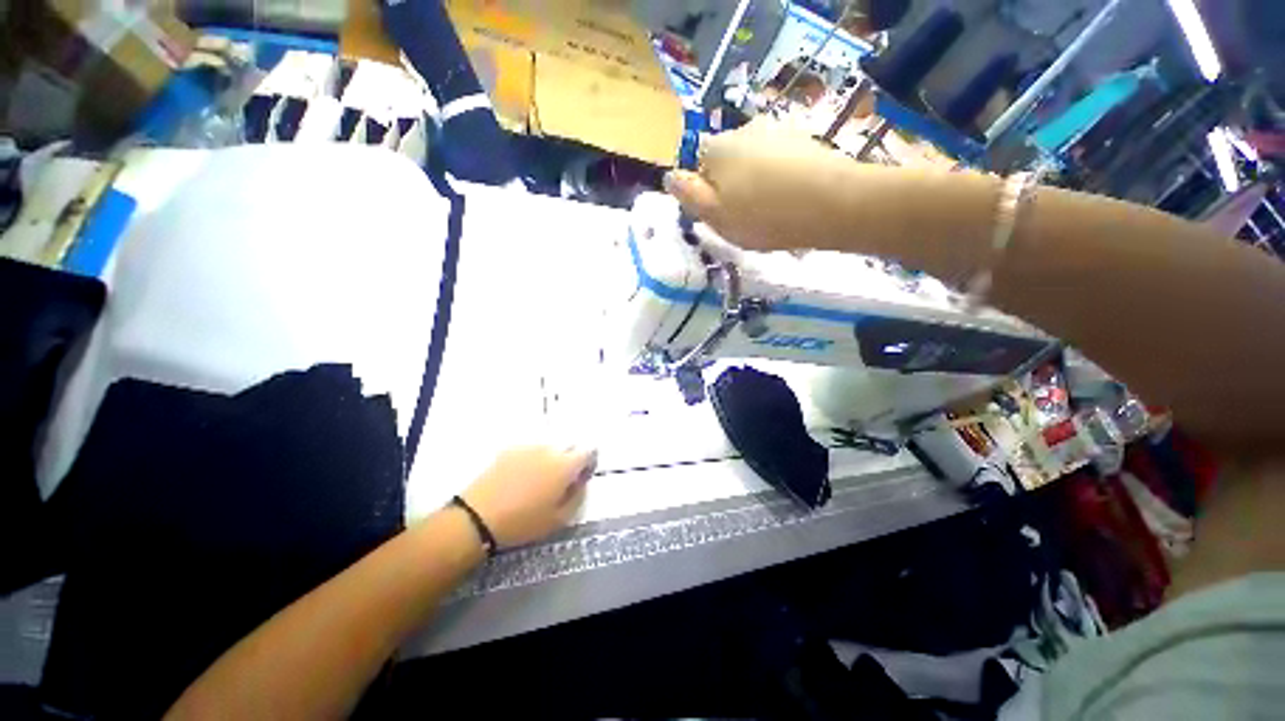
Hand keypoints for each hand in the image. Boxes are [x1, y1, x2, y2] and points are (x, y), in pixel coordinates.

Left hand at [462, 446, 596, 547]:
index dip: (590, 462)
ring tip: (539, 480)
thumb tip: (581, 481)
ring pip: (550, 447)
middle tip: (561, 480)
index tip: (582, 476)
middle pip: (570, 445)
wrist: (478, 518)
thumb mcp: (560, 519)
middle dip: (571, 458)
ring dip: (552, 458)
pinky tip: (521, 477)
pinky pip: (531, 450)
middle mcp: (550, 449)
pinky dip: (533, 459)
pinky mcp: (510, 450)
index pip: (589, 450)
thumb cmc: (523, 523)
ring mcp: (528, 447)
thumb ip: (578, 496)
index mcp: (565, 465)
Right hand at [664, 119, 858, 251]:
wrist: (832, 204)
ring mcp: (777, 131)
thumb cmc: (764, 215)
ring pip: (754, 163)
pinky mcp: (804, 140)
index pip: (698, 166)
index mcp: (718, 148)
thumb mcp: (715, 215)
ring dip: (756, 183)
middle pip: (727, 162)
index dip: (706, 193)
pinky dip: (780, 179)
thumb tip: (670, 176)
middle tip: (747, 217)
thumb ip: (689, 195)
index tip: (722, 215)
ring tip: (772, 211)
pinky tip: (791, 200)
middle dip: (732, 187)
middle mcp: (744, 129)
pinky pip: (780, 163)